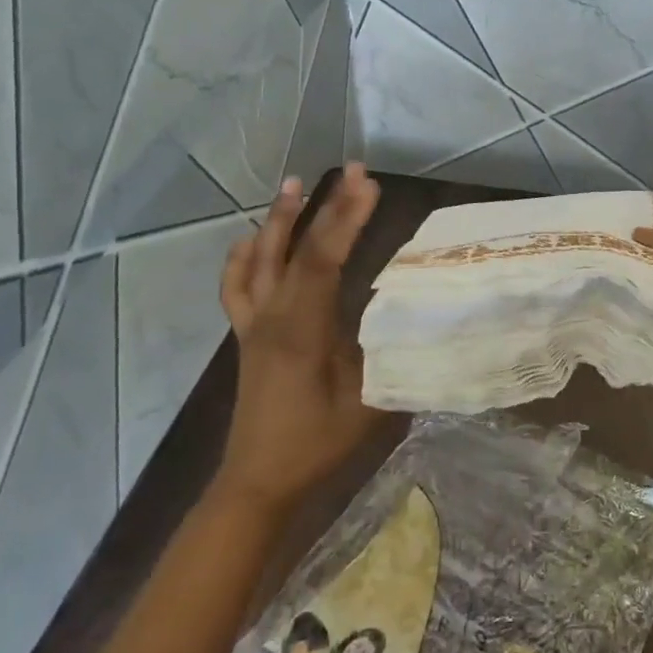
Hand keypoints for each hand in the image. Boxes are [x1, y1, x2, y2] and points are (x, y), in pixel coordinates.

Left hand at [216, 163, 383, 516]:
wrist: (258, 482)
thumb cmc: (316, 445)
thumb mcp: (368, 402)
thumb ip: (389, 354)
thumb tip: (414, 315)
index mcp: (302, 330)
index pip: (324, 259)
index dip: (346, 218)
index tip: (369, 184)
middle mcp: (272, 316)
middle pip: (297, 249)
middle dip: (326, 206)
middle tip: (351, 169)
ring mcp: (253, 324)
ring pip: (260, 258)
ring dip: (280, 219)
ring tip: (296, 183)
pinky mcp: (246, 336)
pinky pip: (237, 285)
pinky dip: (244, 256)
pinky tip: (251, 239)